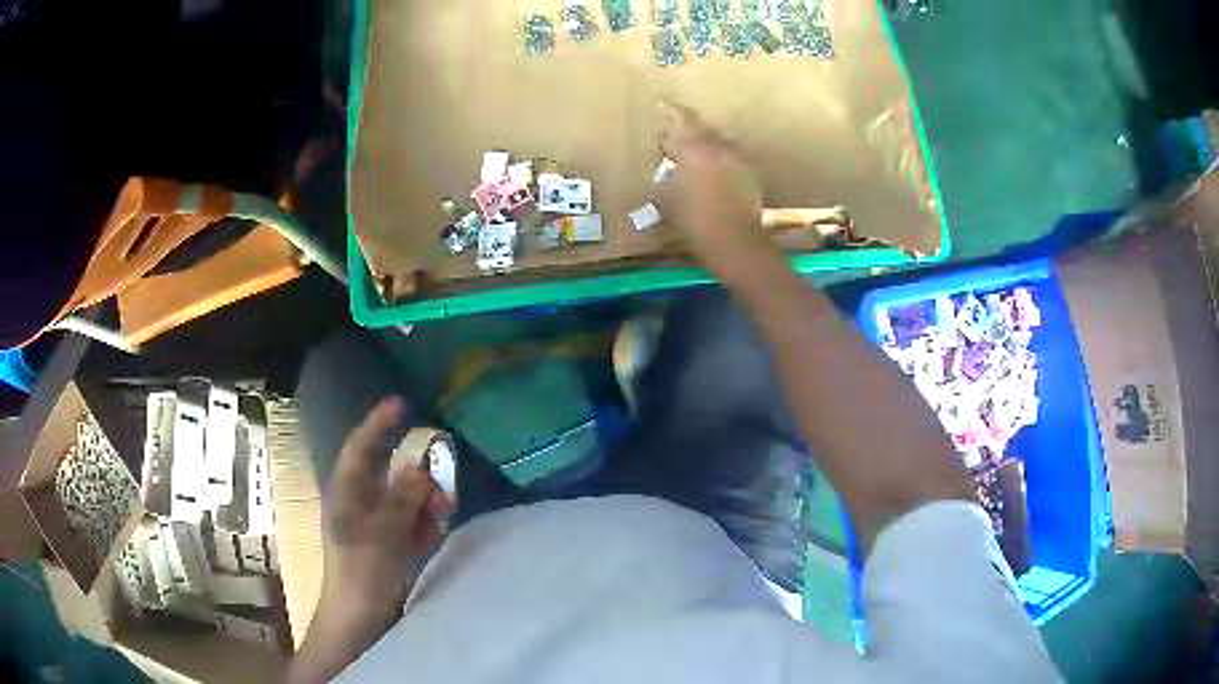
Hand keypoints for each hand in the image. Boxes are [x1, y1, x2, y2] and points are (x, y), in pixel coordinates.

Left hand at [321, 398, 450, 616]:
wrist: (359, 619)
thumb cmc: (361, 573)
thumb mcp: (382, 533)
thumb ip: (402, 498)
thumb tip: (419, 467)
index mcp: (347, 493)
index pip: (361, 447)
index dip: (378, 423)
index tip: (402, 404)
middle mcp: (361, 502)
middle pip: (393, 474)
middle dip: (419, 480)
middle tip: (444, 495)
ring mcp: (376, 524)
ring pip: (407, 498)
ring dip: (425, 506)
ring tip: (439, 522)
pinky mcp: (389, 543)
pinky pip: (412, 522)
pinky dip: (423, 527)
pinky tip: (426, 542)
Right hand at [655, 102, 776, 276]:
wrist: (734, 242)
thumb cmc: (693, 221)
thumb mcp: (666, 201)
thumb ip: (664, 181)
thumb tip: (664, 174)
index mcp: (695, 148)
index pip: (682, 119)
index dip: (672, 111)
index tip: (664, 105)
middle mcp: (719, 148)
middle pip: (704, 130)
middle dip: (691, 131)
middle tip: (679, 139)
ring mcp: (738, 160)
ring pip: (720, 144)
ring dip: (709, 147)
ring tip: (698, 158)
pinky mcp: (751, 176)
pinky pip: (732, 161)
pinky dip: (722, 163)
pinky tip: (715, 175)